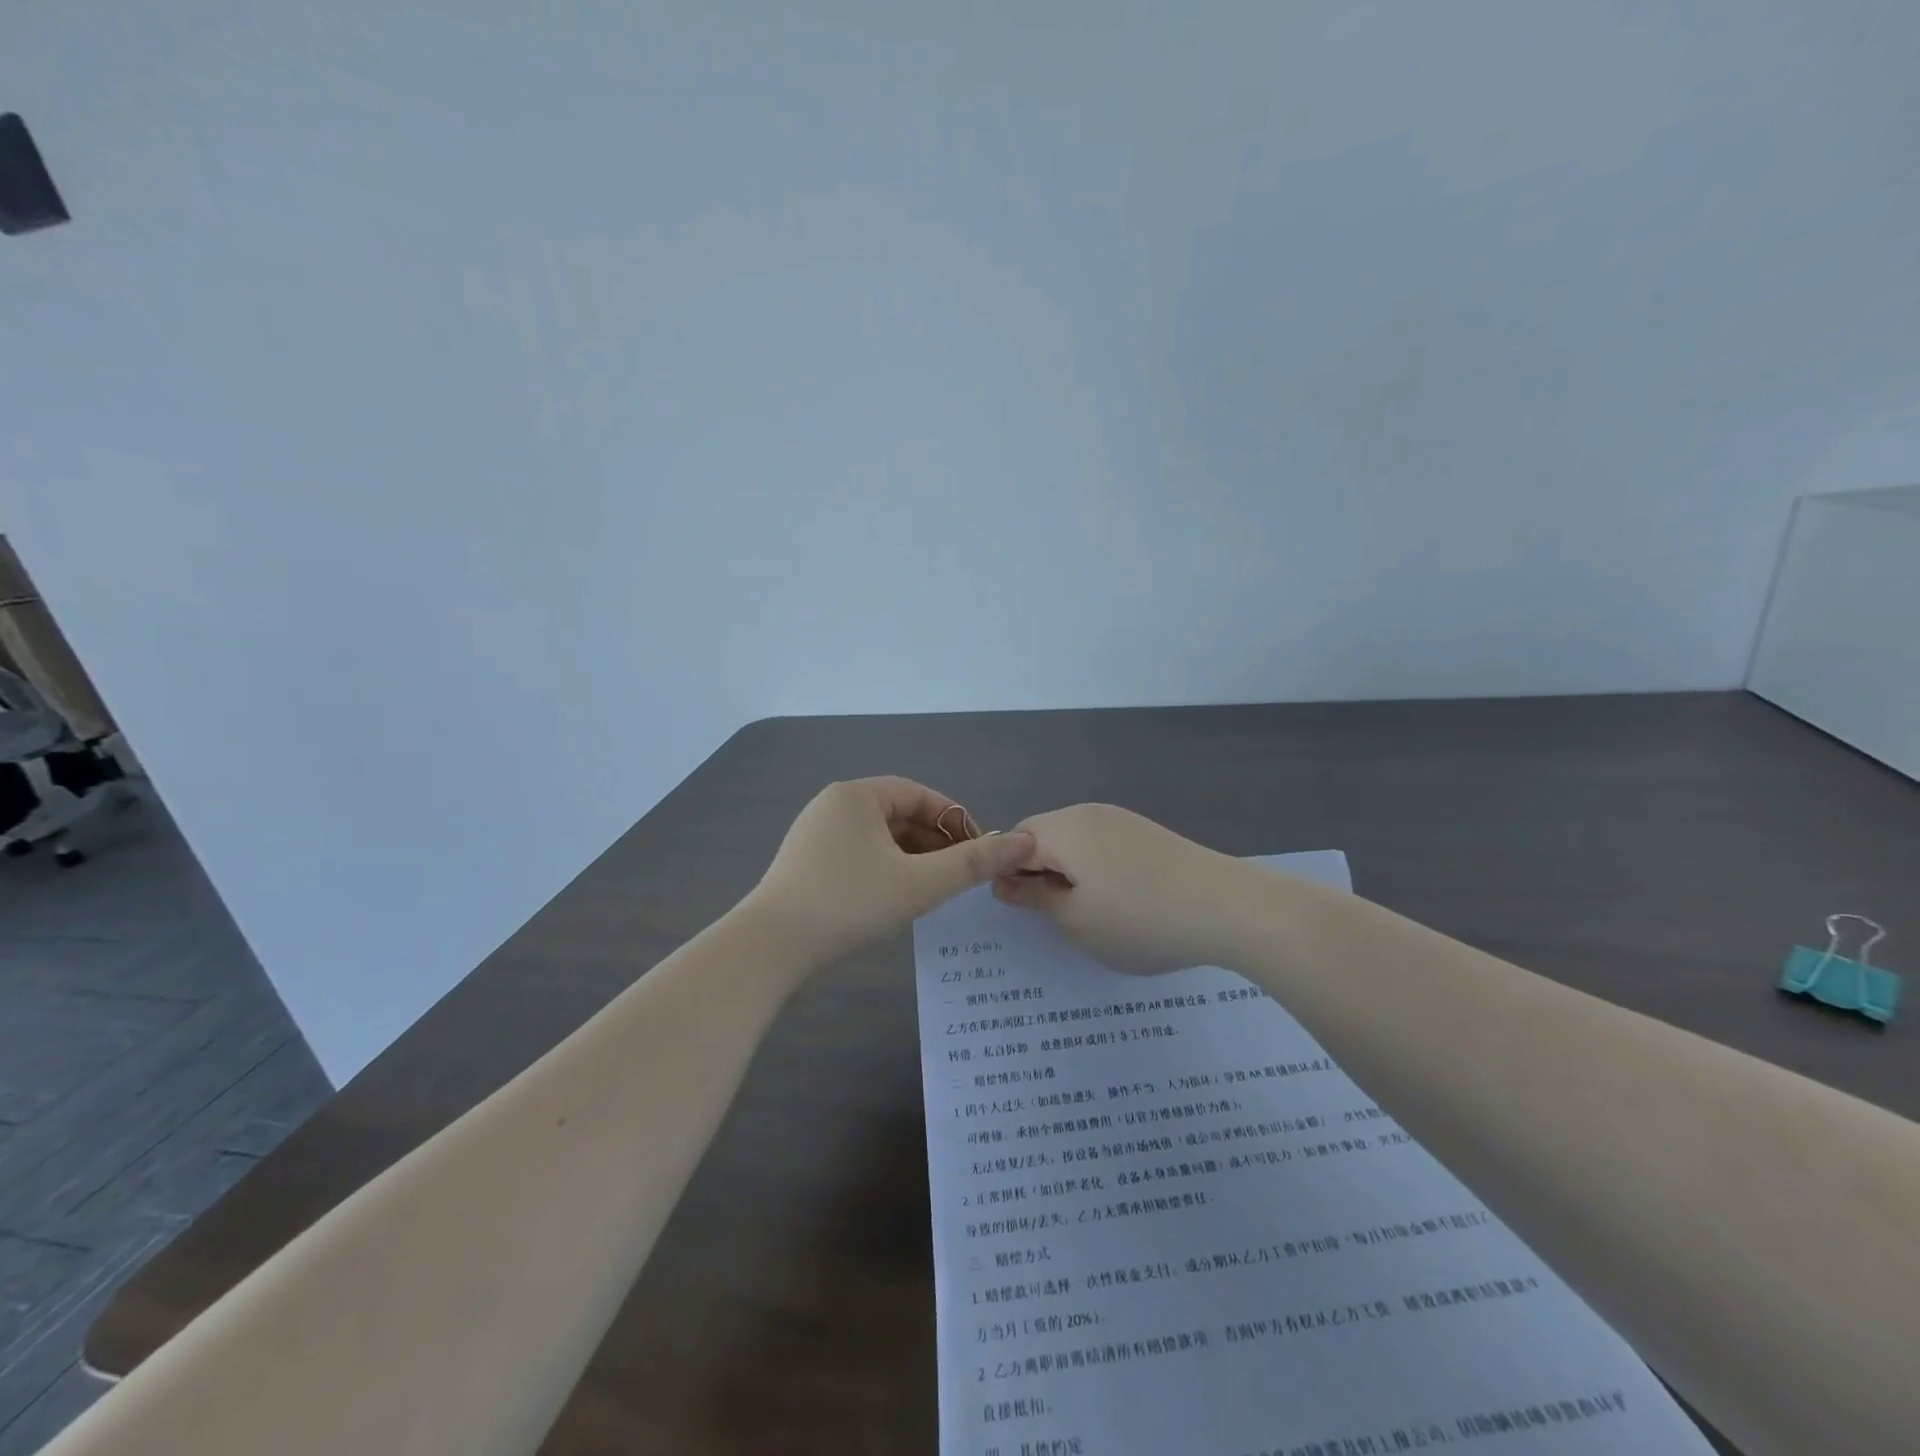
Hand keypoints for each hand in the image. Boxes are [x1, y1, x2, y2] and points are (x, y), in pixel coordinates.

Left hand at [747, 777, 1036, 972]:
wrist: (769, 951)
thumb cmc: (849, 904)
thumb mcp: (920, 883)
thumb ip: (974, 863)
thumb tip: (1025, 841)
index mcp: (857, 795)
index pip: (920, 795)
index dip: (955, 821)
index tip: (980, 852)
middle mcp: (833, 806)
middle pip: (899, 816)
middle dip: (935, 843)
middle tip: (961, 877)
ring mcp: (814, 836)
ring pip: (879, 840)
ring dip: (912, 860)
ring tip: (935, 892)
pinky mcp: (805, 866)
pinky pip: (858, 858)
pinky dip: (885, 872)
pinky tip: (897, 902)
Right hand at [991, 803, 1247, 974]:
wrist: (1227, 907)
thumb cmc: (1138, 918)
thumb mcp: (1074, 920)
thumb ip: (1033, 898)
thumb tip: (1004, 883)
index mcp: (1062, 829)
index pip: (1012, 841)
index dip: (1007, 875)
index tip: (1023, 911)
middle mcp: (1087, 812)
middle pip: (1043, 836)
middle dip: (1038, 872)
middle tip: (1055, 916)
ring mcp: (1121, 819)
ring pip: (1074, 842)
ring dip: (1069, 872)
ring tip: (1090, 913)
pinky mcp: (1146, 832)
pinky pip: (1103, 845)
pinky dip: (1097, 870)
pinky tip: (1120, 901)